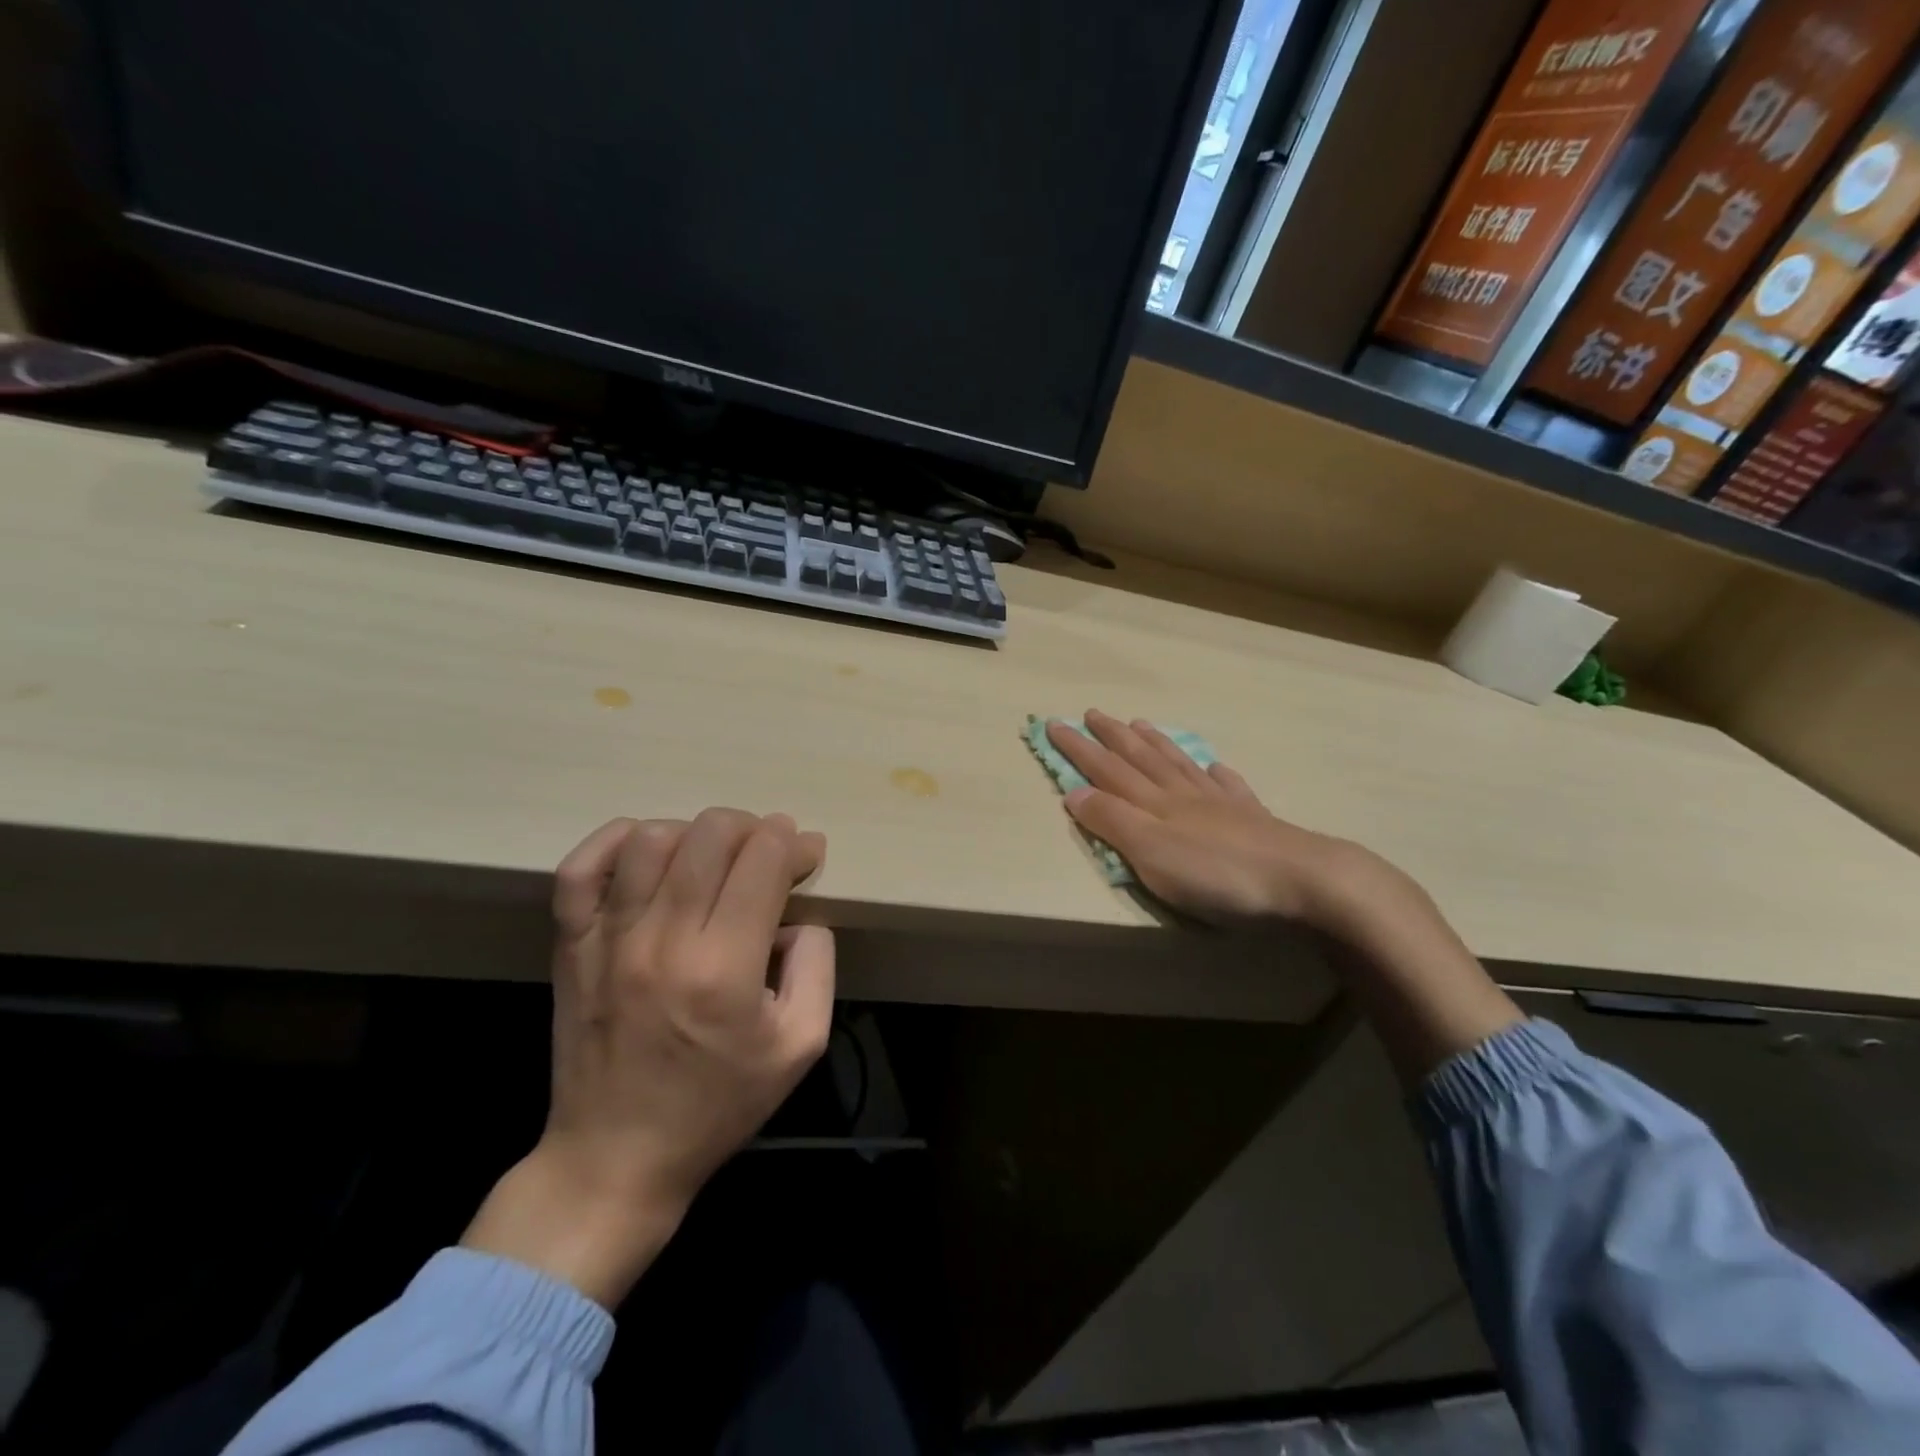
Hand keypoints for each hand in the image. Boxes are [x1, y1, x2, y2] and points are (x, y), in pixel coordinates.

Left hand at [463, 809, 832, 1307]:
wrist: (616, 1156)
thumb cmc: (719, 1103)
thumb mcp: (802, 1044)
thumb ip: (817, 964)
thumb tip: (799, 911)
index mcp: (725, 969)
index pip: (763, 861)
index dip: (792, 842)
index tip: (806, 853)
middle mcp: (664, 941)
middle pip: (710, 835)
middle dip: (752, 828)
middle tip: (765, 852)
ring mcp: (609, 939)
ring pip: (652, 839)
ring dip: (695, 833)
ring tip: (712, 858)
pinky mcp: (571, 945)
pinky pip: (580, 868)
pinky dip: (615, 841)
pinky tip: (647, 848)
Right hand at [1046, 710, 1396, 933]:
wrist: (1302, 879)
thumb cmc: (1216, 873)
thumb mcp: (1150, 853)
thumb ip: (1111, 822)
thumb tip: (1072, 791)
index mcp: (1154, 804)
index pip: (1106, 769)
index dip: (1078, 748)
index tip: (1053, 724)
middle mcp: (1183, 795)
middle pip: (1141, 759)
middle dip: (1112, 736)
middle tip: (1092, 712)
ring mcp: (1220, 804)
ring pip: (1179, 765)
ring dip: (1155, 744)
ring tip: (1140, 724)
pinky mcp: (1252, 820)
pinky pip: (1228, 786)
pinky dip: (1215, 773)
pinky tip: (1214, 766)